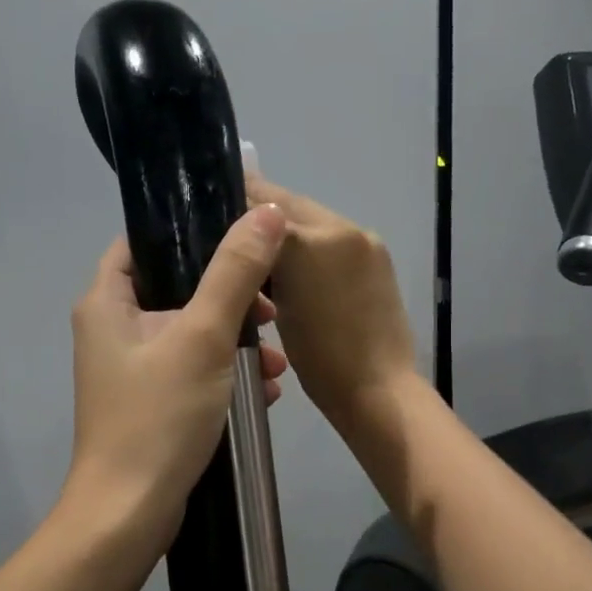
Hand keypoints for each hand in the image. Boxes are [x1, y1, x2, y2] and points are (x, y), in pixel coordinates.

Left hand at [66, 206, 289, 536]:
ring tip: (277, 359)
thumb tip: (267, 212)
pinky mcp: (152, 403)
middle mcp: (113, 330)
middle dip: (230, 296)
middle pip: (176, 287)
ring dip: (237, 340)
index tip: (241, 237)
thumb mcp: (202, 337)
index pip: (142, 242)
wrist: (129, 513)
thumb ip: (235, 272)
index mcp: (107, 302)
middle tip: (271, 308)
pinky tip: (267, 390)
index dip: (189, 232)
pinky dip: (227, 373)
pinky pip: (194, 370)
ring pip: (192, 333)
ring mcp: (132, 370)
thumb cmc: (158, 416)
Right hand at [247, 171, 418, 437]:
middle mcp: (340, 228)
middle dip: (261, 213)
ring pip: (313, 220)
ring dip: (287, 230)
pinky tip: (297, 270)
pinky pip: (334, 239)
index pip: (261, 201)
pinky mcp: (379, 259)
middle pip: (289, 205)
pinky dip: (312, 246)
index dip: (235, 199)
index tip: (211, 207)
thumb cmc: (320, 361)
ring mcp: (365, 241)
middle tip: (232, 229)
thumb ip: (260, 262)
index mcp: (310, 239)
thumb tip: (248, 237)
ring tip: (262, 254)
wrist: (380, 391)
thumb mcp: (276, 311)